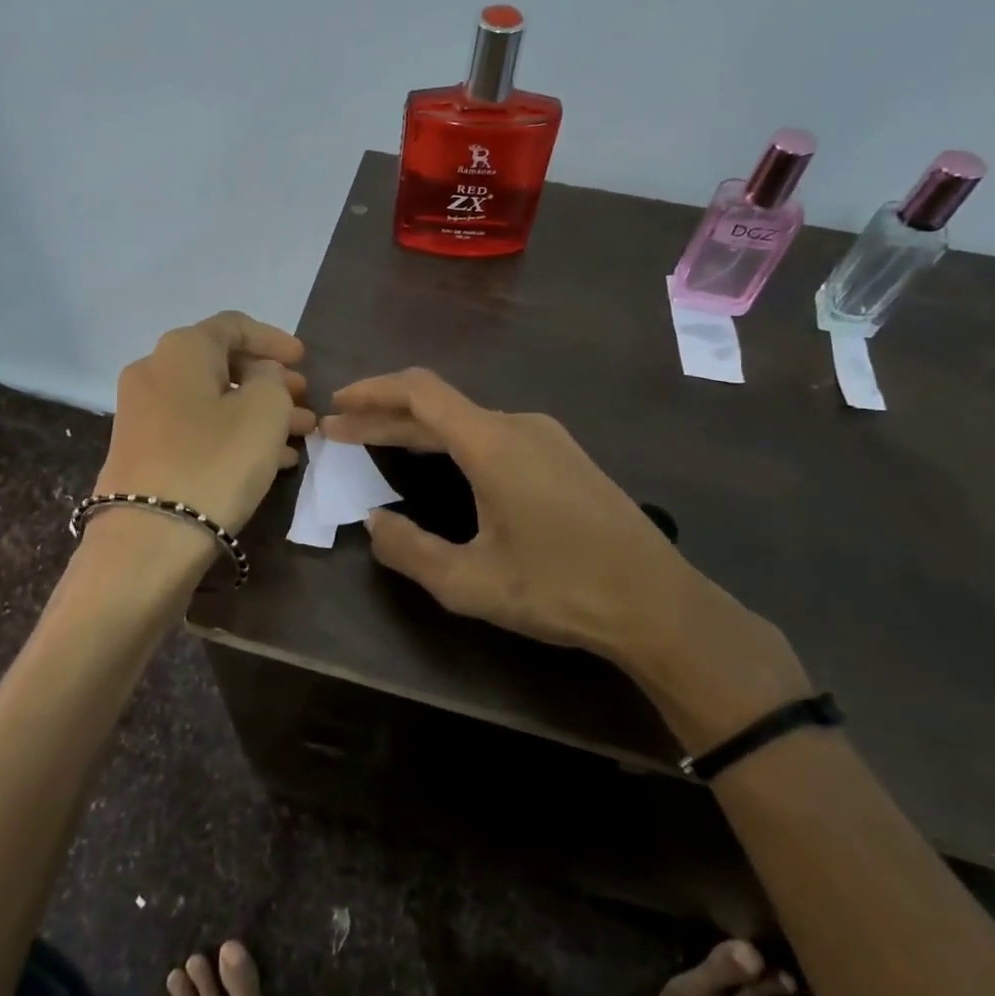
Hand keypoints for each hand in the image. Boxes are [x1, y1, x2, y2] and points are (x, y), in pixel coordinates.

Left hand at [96, 311, 316, 534]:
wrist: (148, 537)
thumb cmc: (215, 461)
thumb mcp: (264, 410)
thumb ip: (272, 379)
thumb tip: (260, 377)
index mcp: (181, 349)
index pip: (234, 325)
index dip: (274, 339)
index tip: (304, 360)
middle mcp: (154, 372)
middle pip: (222, 364)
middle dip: (269, 382)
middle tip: (305, 401)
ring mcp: (143, 414)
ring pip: (213, 401)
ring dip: (257, 413)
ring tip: (299, 435)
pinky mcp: (143, 452)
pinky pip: (197, 430)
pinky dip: (233, 435)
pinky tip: (270, 460)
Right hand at [321, 369, 810, 749]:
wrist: (657, 603)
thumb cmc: (560, 589)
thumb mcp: (470, 583)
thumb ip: (409, 550)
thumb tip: (372, 523)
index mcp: (493, 443)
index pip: (420, 392)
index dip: (372, 392)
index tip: (337, 404)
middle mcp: (519, 425)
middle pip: (438, 406)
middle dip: (384, 416)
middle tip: (340, 432)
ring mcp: (546, 438)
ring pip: (466, 421)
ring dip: (417, 430)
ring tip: (377, 446)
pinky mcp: (563, 456)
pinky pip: (493, 436)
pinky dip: (451, 442)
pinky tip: (438, 464)